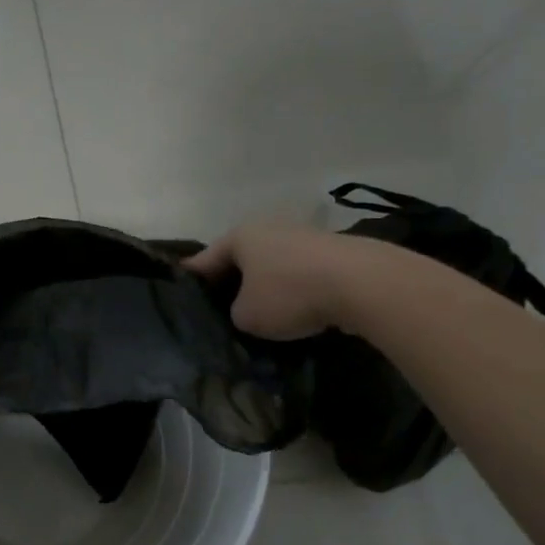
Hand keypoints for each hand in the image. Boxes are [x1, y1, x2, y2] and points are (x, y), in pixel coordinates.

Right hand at [184, 223, 365, 339]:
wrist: (363, 284)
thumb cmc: (290, 294)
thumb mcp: (246, 316)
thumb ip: (234, 313)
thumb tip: (247, 310)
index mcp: (239, 236)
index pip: (204, 260)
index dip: (191, 281)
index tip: (181, 296)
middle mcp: (268, 228)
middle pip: (240, 261)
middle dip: (231, 284)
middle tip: (221, 311)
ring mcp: (303, 237)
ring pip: (271, 267)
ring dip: (265, 288)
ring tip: (261, 317)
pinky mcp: (332, 253)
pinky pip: (299, 275)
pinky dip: (293, 291)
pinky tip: (296, 313)